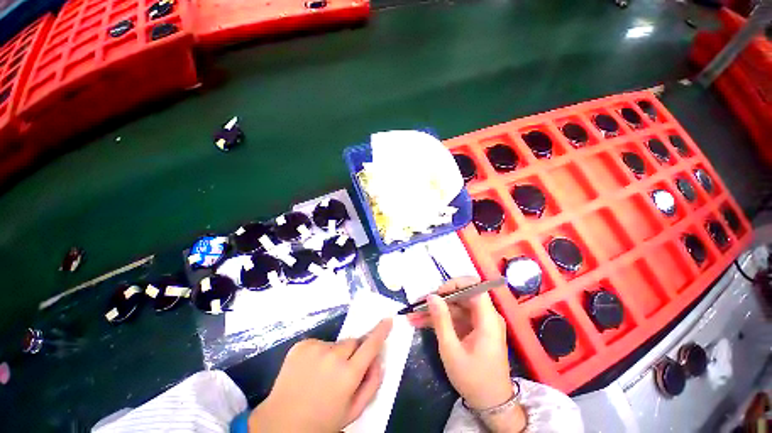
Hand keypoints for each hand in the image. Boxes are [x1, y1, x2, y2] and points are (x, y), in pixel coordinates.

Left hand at [249, 319, 392, 432]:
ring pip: (337, 343)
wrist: (280, 424)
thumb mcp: (353, 411)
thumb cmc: (322, 421)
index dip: (381, 331)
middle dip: (354, 352)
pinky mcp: (302, 345)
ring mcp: (315, 348)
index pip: (371, 345)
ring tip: (323, 374)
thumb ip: (372, 384)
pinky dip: (320, 353)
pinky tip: (310, 371)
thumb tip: (379, 359)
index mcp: (348, 375)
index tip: (388, 320)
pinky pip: (320, 344)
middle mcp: (333, 357)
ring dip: (336, 354)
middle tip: (344, 371)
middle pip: (354, 342)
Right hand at [409, 278, 525, 432]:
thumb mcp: (452, 350)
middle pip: (461, 296)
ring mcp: (478, 323)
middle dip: (438, 299)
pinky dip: (439, 320)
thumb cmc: (473, 379)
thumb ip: (441, 320)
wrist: (491, 405)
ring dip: (434, 310)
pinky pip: (454, 318)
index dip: (455, 284)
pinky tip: (420, 322)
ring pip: (454, 307)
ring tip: (412, 315)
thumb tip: (431, 295)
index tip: (436, 293)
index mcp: (488, 319)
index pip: (475, 287)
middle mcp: (485, 316)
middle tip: (418, 305)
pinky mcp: (472, 329)